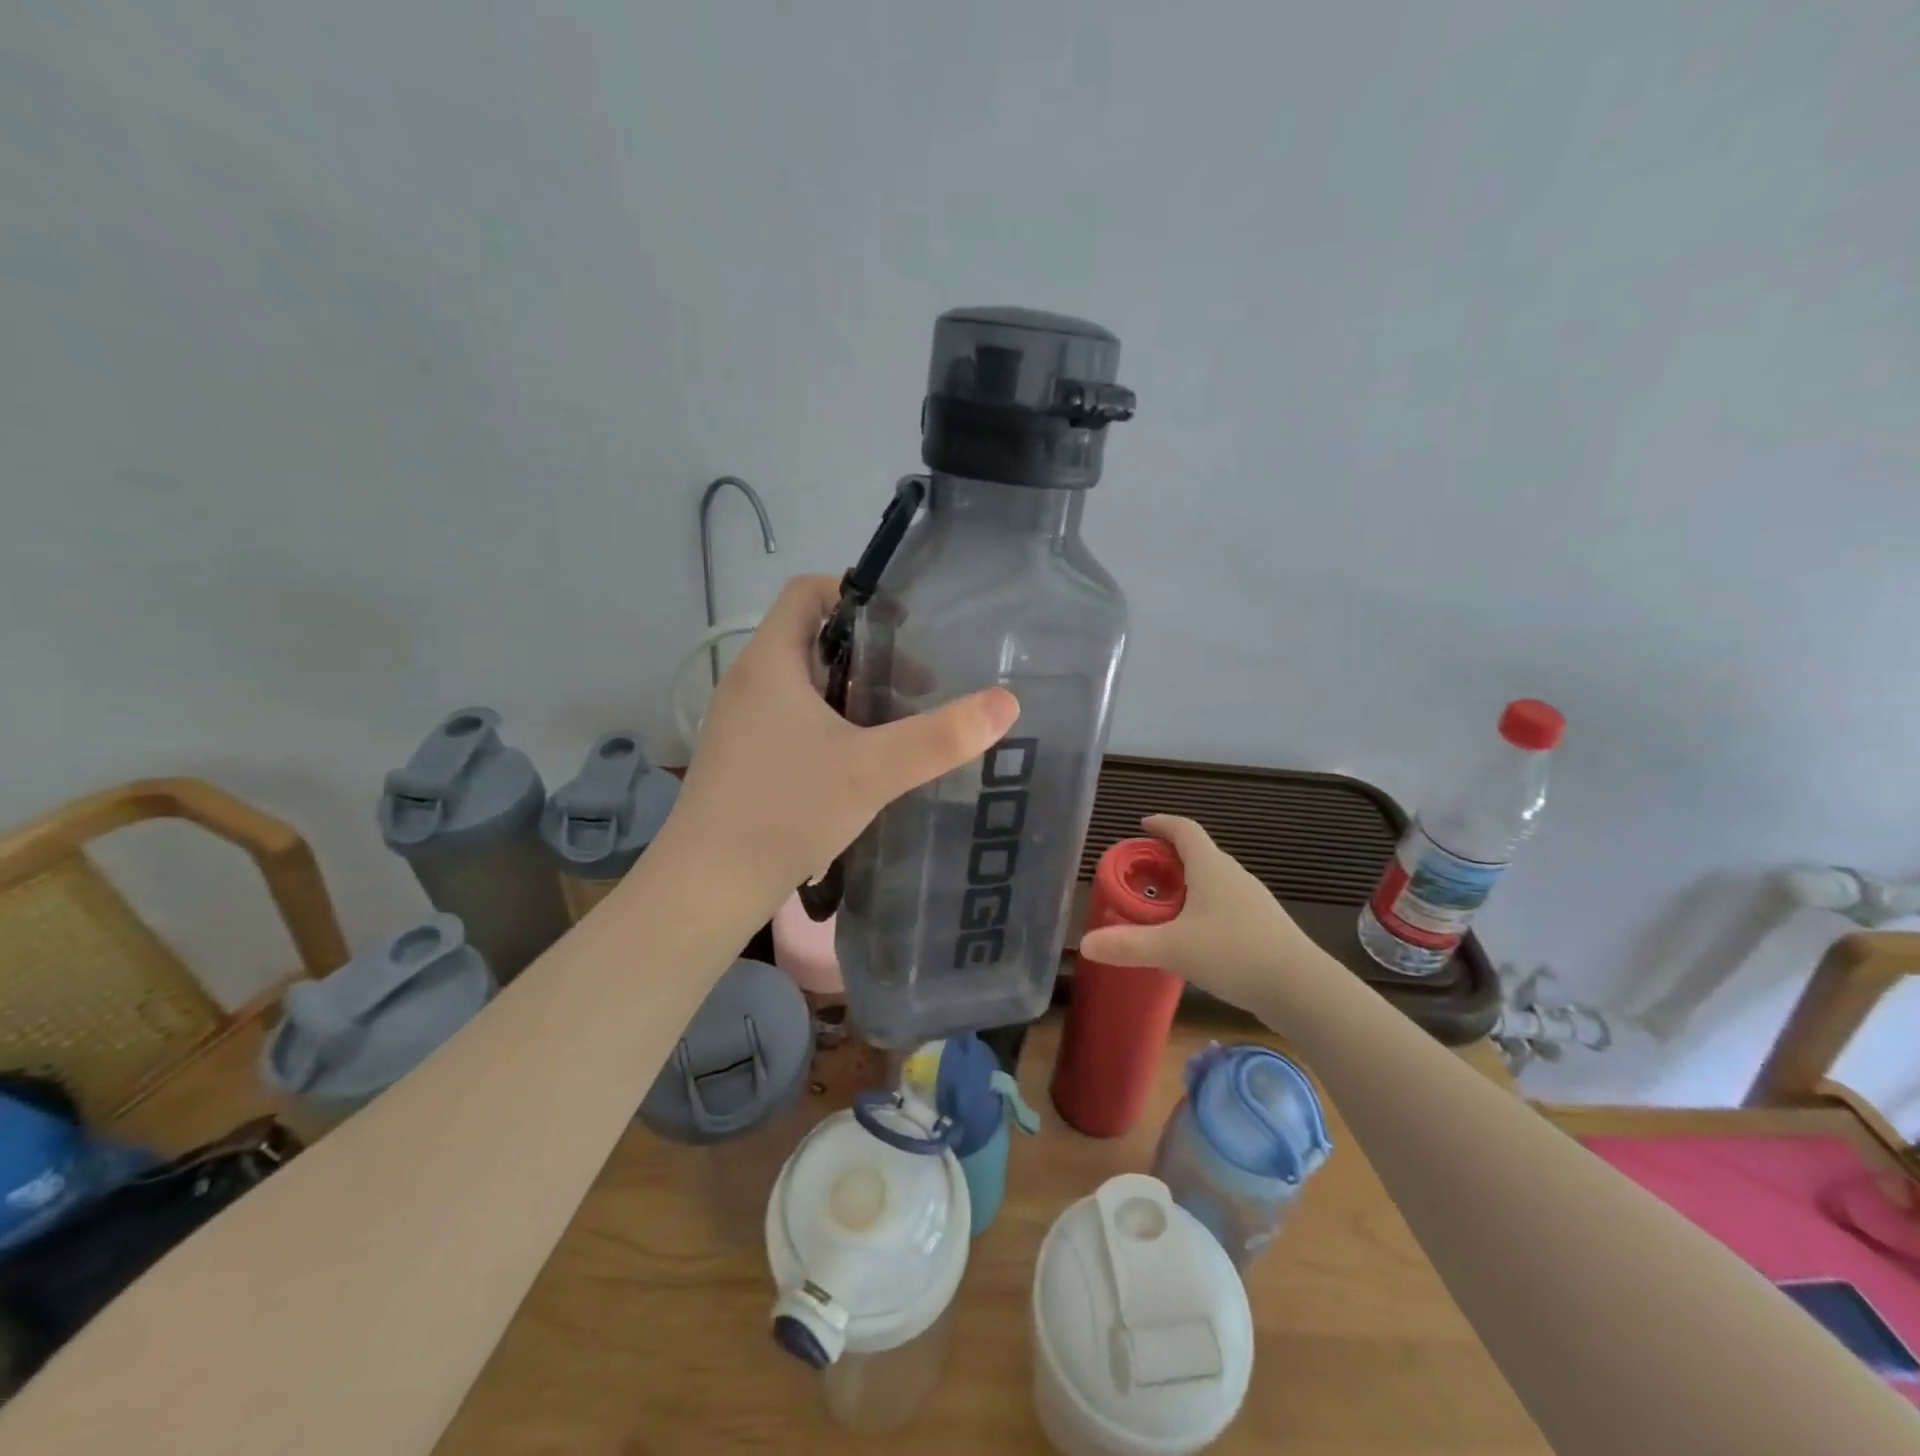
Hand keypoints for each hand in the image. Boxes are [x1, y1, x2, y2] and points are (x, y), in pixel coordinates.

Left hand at [672, 575, 1019, 913]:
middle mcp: (749, 681)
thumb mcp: (872, 771)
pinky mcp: (744, 757)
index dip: (856, 594)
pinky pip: (794, 719)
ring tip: (898, 723)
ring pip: (805, 684)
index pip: (808, 591)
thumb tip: (1007, 702)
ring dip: (852, 693)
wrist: (708, 886)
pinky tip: (861, 763)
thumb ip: (940, 737)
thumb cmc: (785, 811)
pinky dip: (832, 724)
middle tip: (919, 684)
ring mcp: (742, 721)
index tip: (905, 625)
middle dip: (869, 653)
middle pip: (813, 638)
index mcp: (770, 662)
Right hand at [1077, 816, 1336, 1020]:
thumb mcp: (1172, 949)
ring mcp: (1253, 900)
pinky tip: (1195, 935)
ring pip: (1214, 880)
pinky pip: (1226, 903)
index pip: (1184, 830)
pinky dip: (1204, 906)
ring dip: (1188, 883)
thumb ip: (1128, 945)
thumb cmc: (1234, 953)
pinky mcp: (1264, 925)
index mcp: (1210, 867)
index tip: (1142, 825)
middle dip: (1169, 857)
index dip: (1162, 824)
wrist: (1301, 988)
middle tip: (1142, 873)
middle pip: (1198, 853)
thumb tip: (1084, 944)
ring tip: (1164, 904)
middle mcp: (1233, 875)